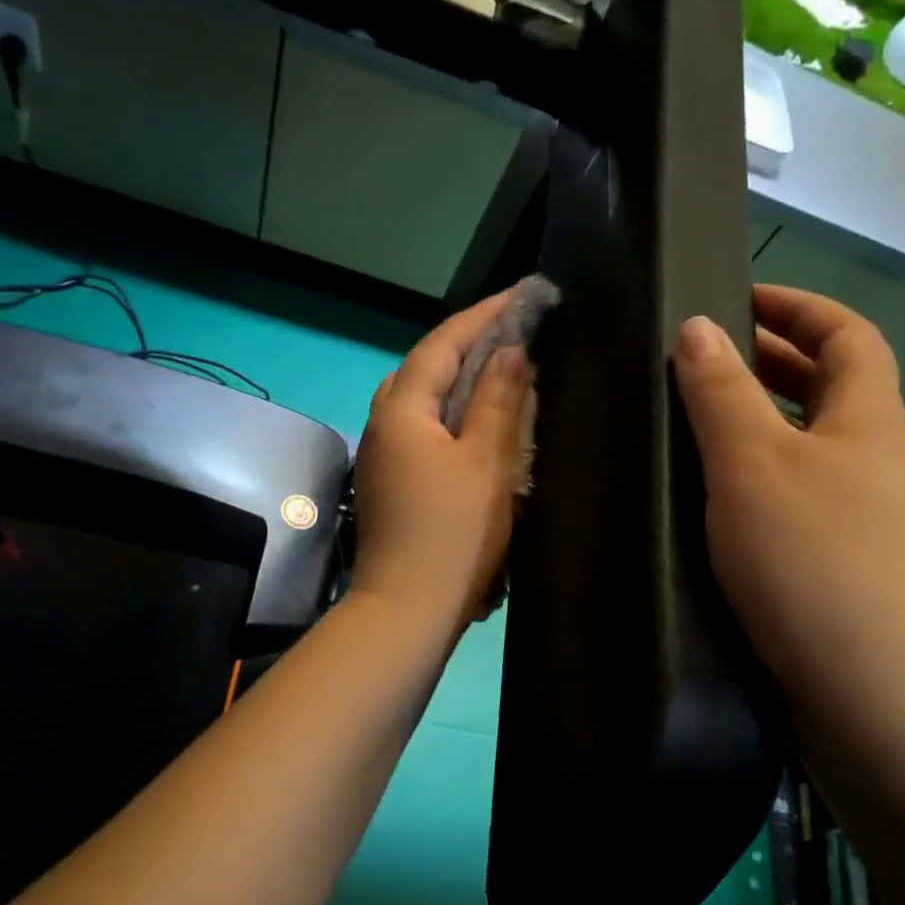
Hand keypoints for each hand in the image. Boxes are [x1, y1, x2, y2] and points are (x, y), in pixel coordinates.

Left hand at [350, 290, 532, 633]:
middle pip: (424, 366)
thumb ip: (499, 400)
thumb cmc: (453, 533)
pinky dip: (450, 413)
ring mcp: (380, 455)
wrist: (407, 607)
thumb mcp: (486, 461)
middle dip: (468, 343)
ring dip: (458, 379)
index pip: (443, 343)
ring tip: (500, 371)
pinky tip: (476, 422)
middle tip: (514, 332)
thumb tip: (510, 351)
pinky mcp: (388, 482)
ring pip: (420, 399)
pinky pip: (420, 428)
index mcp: (402, 408)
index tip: (524, 296)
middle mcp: (381, 423)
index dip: (485, 316)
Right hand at [672, 285, 904, 726]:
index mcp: (864, 419)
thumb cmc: (809, 562)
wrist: (869, 689)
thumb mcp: (752, 466)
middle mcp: (873, 458)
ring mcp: (863, 514)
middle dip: (774, 359)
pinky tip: (720, 496)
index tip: (740, 297)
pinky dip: (763, 472)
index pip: (846, 334)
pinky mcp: (843, 560)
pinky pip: (801, 489)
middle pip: (831, 386)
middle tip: (707, 357)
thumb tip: (697, 328)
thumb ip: (721, 394)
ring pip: (812, 442)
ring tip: (702, 419)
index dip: (798, 306)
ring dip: (764, 418)